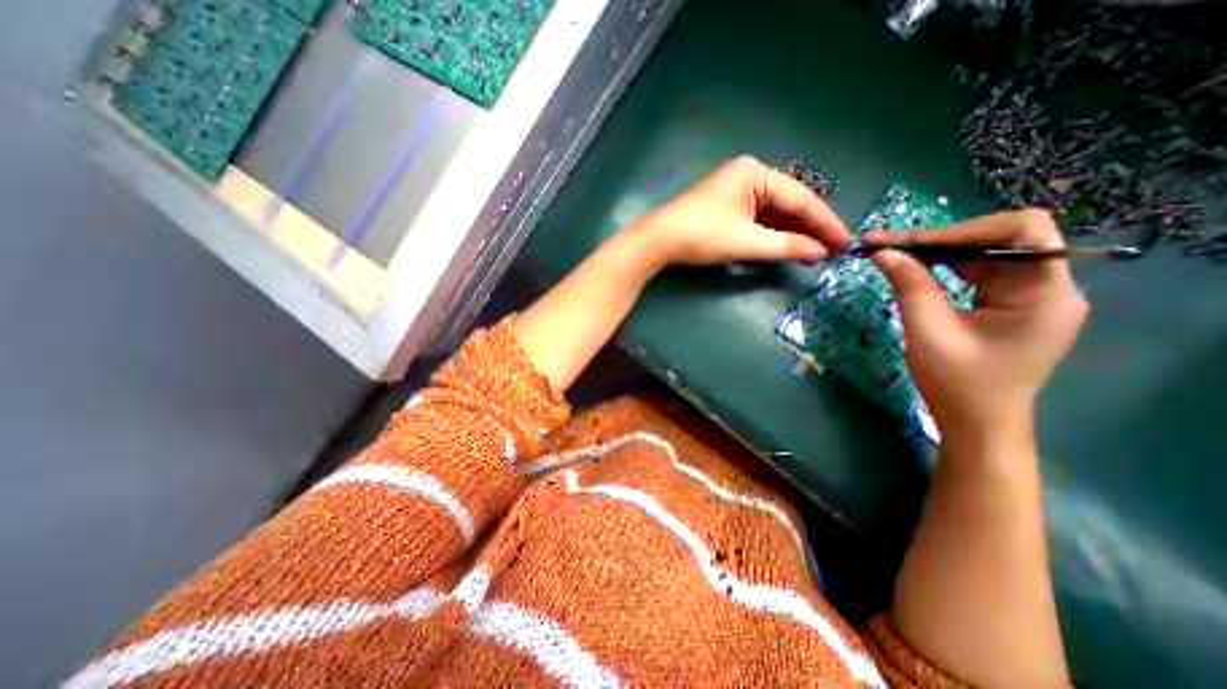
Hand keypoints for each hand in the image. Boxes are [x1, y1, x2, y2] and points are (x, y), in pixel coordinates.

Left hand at [619, 153, 849, 268]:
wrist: (660, 240)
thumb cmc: (702, 236)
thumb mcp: (746, 242)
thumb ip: (786, 245)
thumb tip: (821, 252)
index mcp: (757, 174)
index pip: (801, 199)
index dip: (825, 223)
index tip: (846, 243)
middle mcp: (751, 175)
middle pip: (790, 203)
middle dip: (811, 228)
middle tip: (834, 250)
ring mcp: (738, 189)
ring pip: (776, 211)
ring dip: (793, 232)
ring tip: (815, 252)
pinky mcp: (729, 204)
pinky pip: (760, 217)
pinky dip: (774, 232)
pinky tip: (788, 246)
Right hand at [867, 209, 1087, 442]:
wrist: (976, 423)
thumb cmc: (957, 384)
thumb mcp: (928, 332)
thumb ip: (910, 286)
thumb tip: (884, 252)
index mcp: (1045, 293)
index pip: (1021, 231)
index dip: (964, 229)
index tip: (910, 242)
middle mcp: (1047, 286)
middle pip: (999, 239)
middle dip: (940, 239)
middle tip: (887, 244)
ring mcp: (1029, 295)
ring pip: (983, 253)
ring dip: (937, 251)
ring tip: (893, 253)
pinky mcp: (1008, 305)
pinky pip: (976, 271)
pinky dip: (943, 267)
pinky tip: (914, 269)